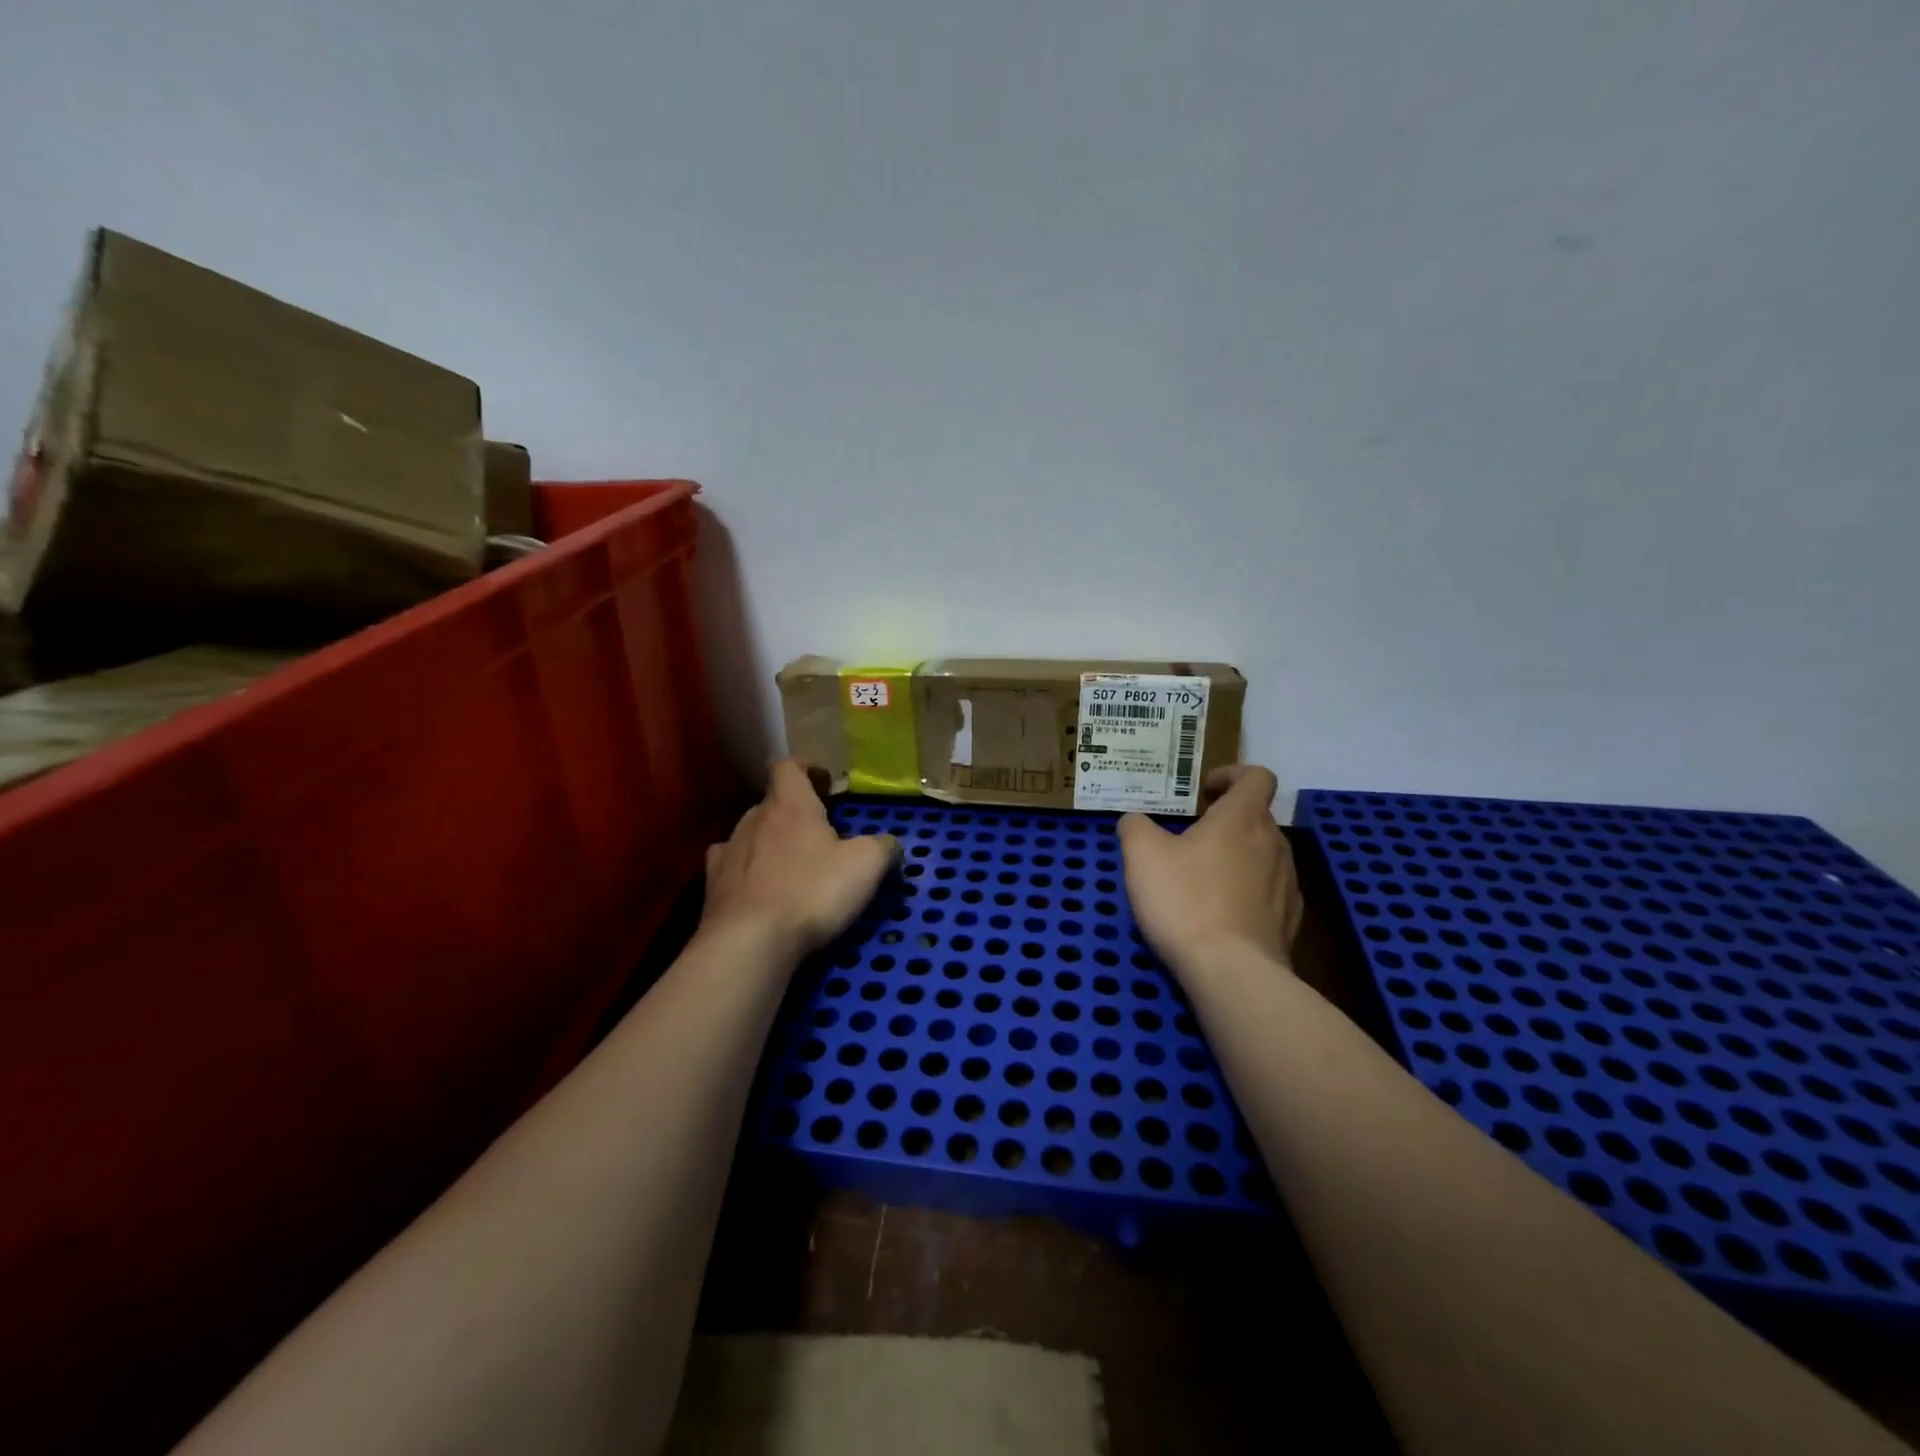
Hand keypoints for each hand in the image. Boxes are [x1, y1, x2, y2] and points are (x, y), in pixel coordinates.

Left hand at [701, 761, 899, 960]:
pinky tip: (760, 886)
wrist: (750, 942)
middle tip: (820, 833)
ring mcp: (729, 851)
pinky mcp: (713, 886)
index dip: (806, 769)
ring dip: (770, 841)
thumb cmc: (812, 891)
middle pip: (772, 801)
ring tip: (792, 864)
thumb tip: (890, 843)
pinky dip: (747, 870)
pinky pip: (731, 866)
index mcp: (790, 804)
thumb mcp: (866, 865)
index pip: (789, 766)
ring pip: (751, 833)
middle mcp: (755, 818)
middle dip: (794, 811)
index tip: (824, 783)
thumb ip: (883, 846)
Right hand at [1118, 765, 1302, 972]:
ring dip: (1237, 856)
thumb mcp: (1142, 855)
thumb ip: (1136, 827)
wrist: (1232, 972)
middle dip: (1225, 820)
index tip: (1204, 791)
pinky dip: (1246, 891)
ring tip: (1202, 879)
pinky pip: (1268, 891)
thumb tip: (1135, 820)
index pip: (1257, 777)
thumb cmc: (1185, 901)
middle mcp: (1273, 843)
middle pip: (1257, 817)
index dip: (1232, 775)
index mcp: (1242, 818)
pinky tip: (1220, 913)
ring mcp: (1287, 883)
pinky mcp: (1289, 920)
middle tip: (1190, 837)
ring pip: (1263, 854)